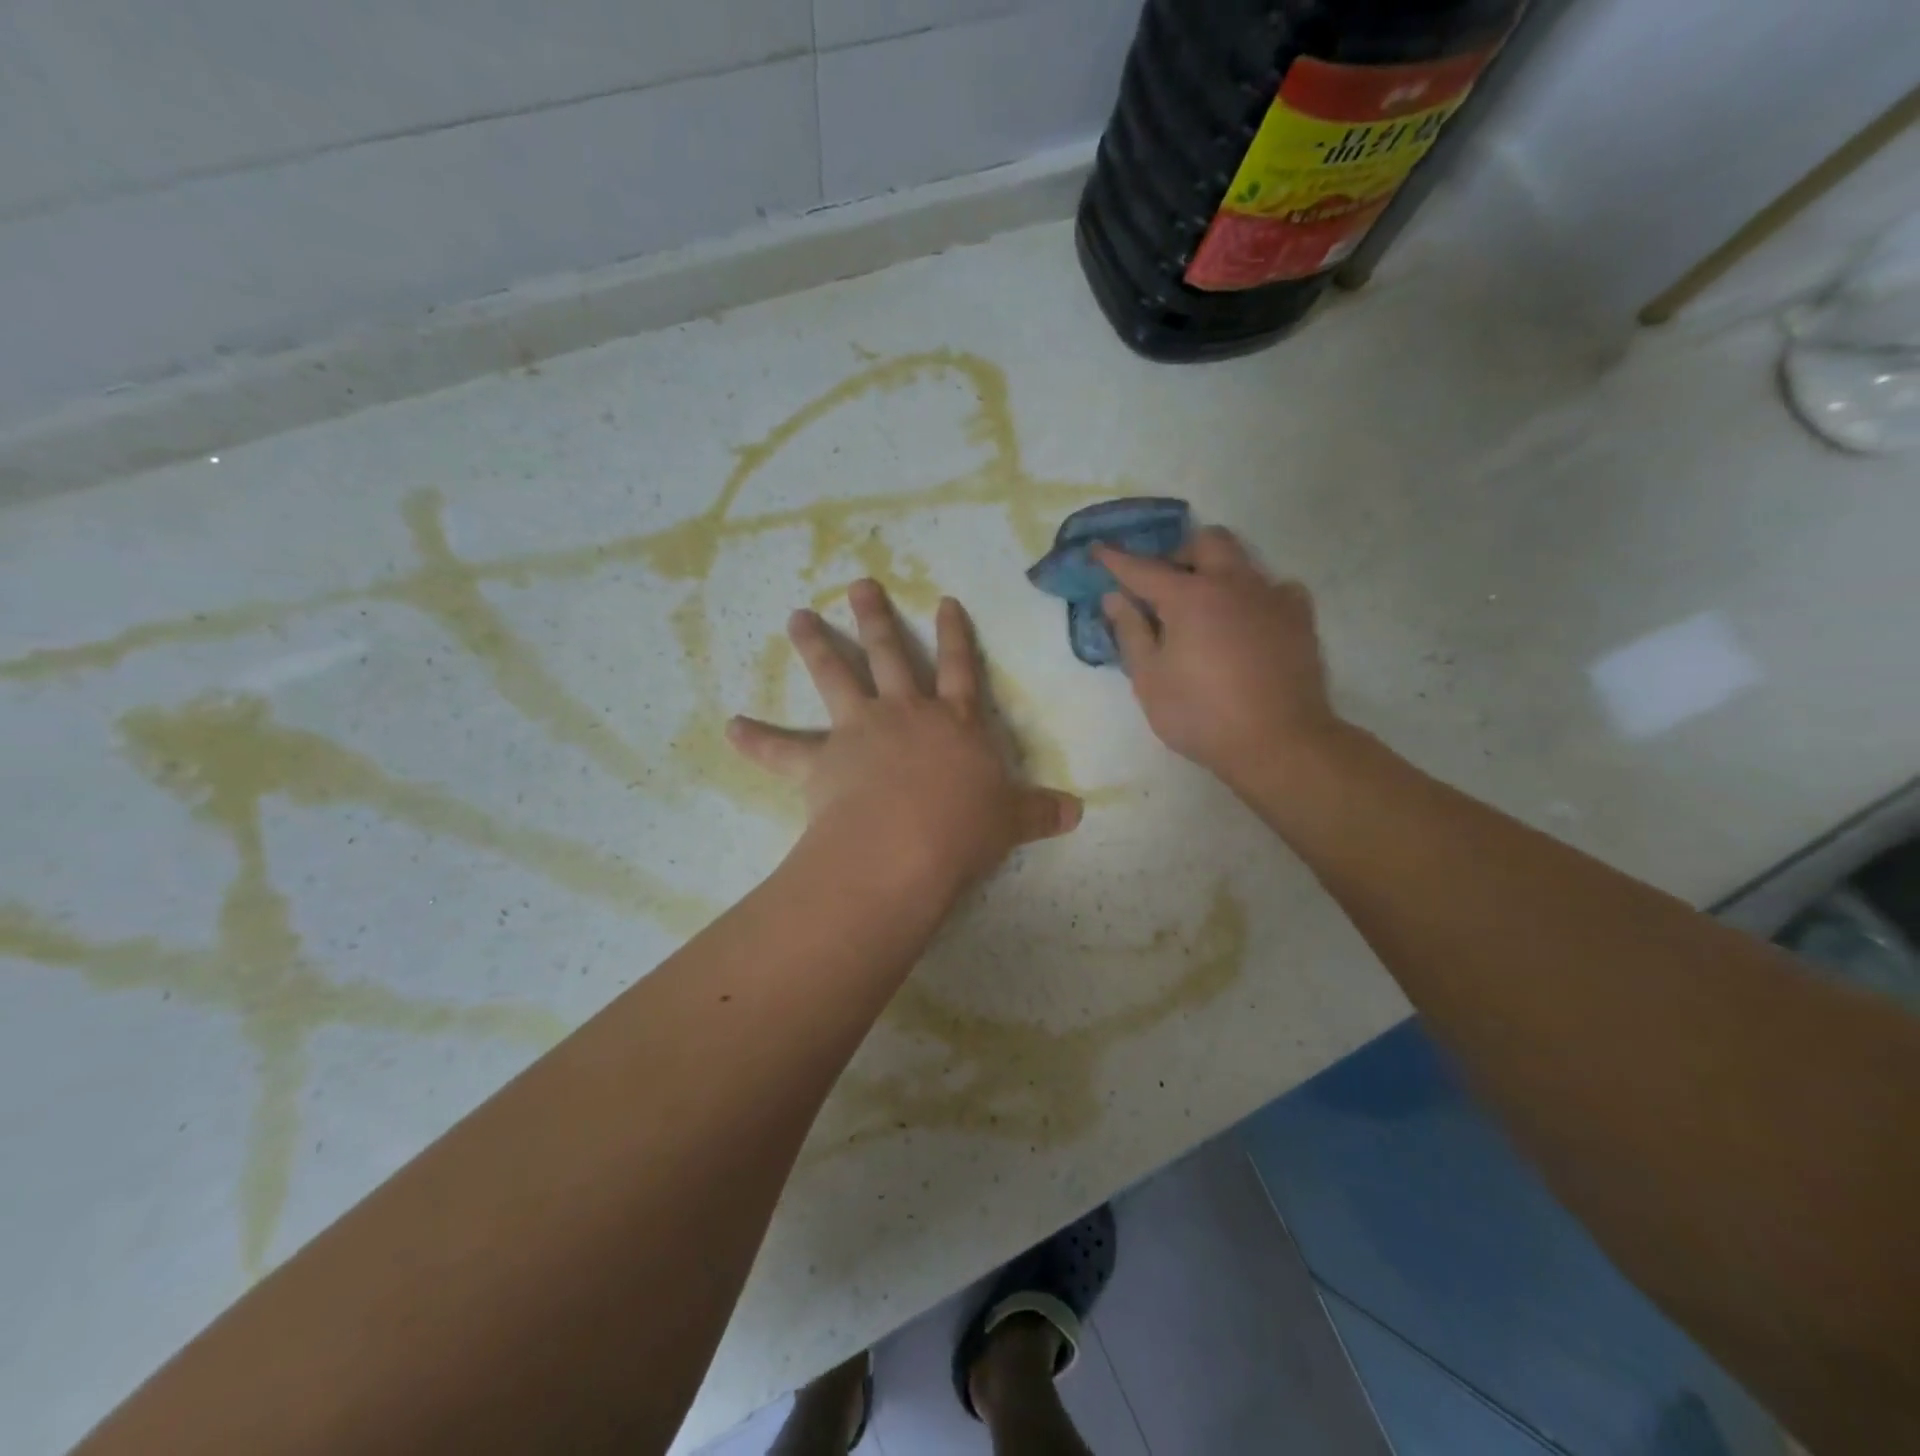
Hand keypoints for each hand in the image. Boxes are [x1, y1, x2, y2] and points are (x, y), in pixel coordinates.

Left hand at [727, 580, 1082, 897]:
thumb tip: (1077, 813)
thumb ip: (1040, 812)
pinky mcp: (821, 762)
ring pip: (835, 678)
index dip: (955, 635)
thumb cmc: (965, 828)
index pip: (960, 668)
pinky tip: (729, 727)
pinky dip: (755, 740)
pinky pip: (782, 750)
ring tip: (795, 617)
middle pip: (889, 655)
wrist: (908, 846)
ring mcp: (860, 732)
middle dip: (876, 618)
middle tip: (856, 585)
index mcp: (954, 723)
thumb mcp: (1011, 820)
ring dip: (815, 646)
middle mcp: (905, 714)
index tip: (944, 601)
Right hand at [1094, 528, 1343, 794]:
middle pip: (1207, 541)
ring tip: (1204, 608)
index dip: (1116, 560)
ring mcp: (1272, 596)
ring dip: (1216, 571)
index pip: (1143, 569)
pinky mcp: (1300, 617)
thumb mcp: (1150, 680)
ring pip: (1242, 560)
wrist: (1279, 742)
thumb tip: (1115, 598)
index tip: (1097, 549)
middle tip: (1164, 585)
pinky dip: (1253, 596)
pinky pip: (1273, 588)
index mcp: (1190, 596)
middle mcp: (1233, 583)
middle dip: (1179, 552)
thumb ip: (1131, 632)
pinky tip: (1246, 623)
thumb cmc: (1201, 715)